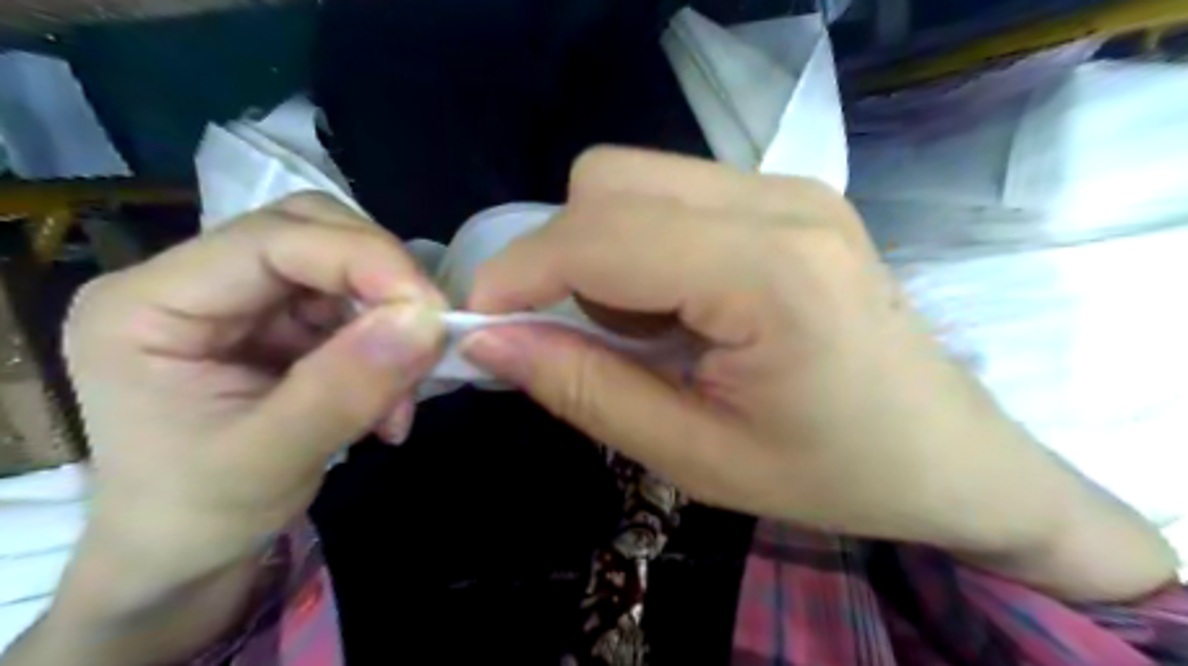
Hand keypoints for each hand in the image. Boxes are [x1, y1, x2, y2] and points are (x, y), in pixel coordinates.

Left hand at [60, 193, 441, 602]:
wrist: (186, 555)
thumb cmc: (200, 516)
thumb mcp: (271, 461)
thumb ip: (346, 388)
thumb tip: (428, 321)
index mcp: (148, 305)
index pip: (271, 240)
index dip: (363, 259)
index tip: (432, 308)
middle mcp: (191, 283)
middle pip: (310, 231)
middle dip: (381, 277)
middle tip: (425, 333)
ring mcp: (241, 299)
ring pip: (343, 264)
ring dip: (390, 318)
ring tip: (401, 393)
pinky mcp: (281, 321)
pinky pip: (355, 303)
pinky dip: (388, 342)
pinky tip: (390, 397)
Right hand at [466, 147, 1177, 598]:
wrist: (948, 454)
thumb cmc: (831, 474)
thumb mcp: (694, 457)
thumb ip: (584, 390)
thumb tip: (492, 341)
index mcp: (771, 276)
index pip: (600, 236)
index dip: (519, 271)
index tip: (484, 321)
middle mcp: (782, 203)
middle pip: (608, 181)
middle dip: (564, 257)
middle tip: (593, 337)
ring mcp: (792, 188)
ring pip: (635, 180)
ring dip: (606, 253)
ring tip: (653, 331)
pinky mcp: (792, 196)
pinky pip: (673, 193)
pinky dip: (645, 246)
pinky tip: (685, 306)